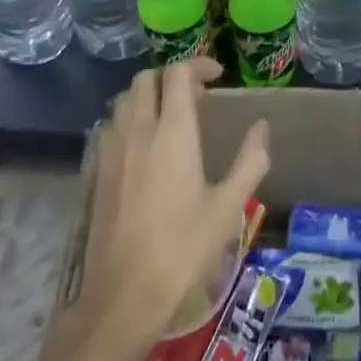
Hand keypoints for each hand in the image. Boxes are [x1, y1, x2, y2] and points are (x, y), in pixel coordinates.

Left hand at [72, 58, 270, 347]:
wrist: (125, 295)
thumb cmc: (184, 249)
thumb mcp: (229, 206)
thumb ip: (250, 161)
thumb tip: (262, 128)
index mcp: (172, 132)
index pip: (177, 74)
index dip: (198, 64)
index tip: (218, 76)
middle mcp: (138, 131)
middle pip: (146, 79)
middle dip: (172, 77)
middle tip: (198, 97)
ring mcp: (112, 151)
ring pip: (125, 101)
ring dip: (149, 96)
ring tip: (173, 118)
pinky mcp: (99, 172)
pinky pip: (112, 127)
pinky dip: (131, 119)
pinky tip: (147, 148)